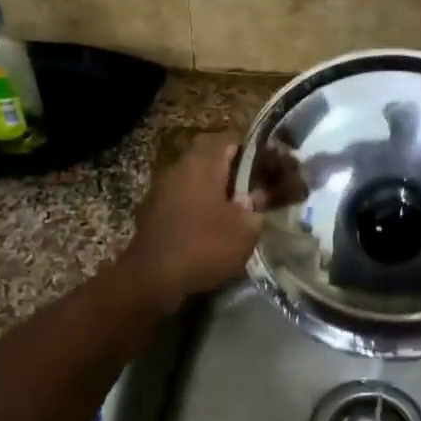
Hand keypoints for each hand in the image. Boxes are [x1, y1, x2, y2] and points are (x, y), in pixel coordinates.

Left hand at [116, 133, 264, 306]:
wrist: (151, 279)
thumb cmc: (204, 246)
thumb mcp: (246, 228)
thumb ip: (258, 206)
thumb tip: (258, 196)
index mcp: (202, 163)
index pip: (232, 141)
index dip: (254, 152)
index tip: (269, 168)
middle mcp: (179, 167)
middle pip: (212, 160)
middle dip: (233, 174)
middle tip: (254, 192)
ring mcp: (161, 189)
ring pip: (195, 181)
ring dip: (214, 193)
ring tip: (234, 214)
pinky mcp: (151, 212)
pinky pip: (182, 201)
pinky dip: (197, 209)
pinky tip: (209, 231)